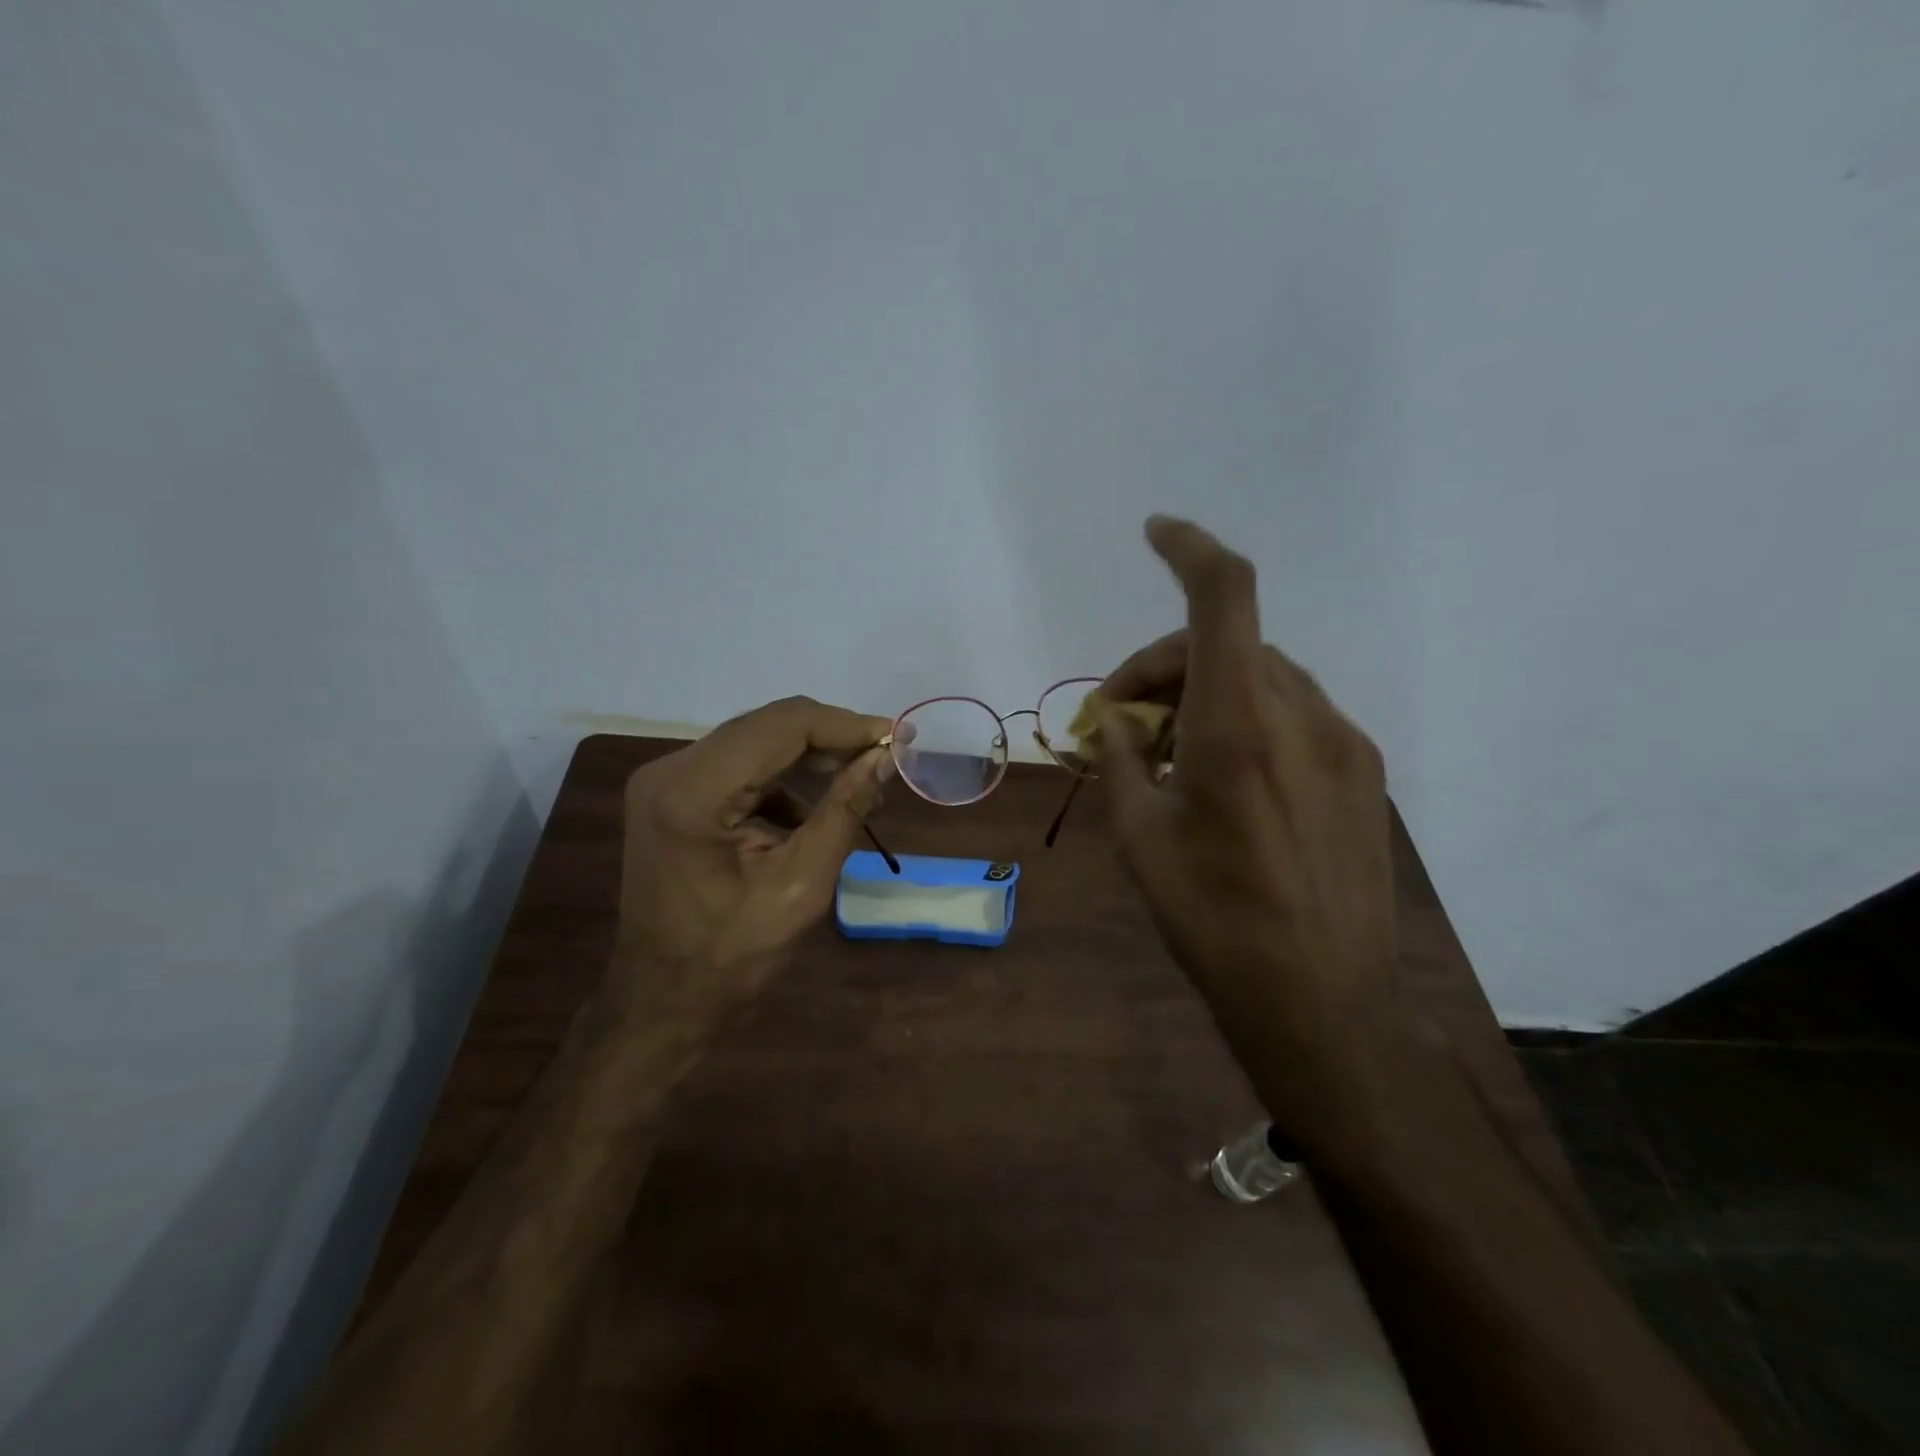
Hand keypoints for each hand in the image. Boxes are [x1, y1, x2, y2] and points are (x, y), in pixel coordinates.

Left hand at [613, 696, 892, 1025]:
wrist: (661, 1002)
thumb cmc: (731, 958)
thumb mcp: (801, 885)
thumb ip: (844, 811)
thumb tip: (885, 756)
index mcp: (693, 791)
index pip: (783, 726)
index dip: (846, 726)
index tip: (897, 738)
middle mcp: (670, 769)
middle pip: (767, 727)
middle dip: (832, 739)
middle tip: (885, 759)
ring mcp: (665, 780)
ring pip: (756, 742)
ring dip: (810, 759)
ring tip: (858, 787)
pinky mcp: (672, 795)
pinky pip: (740, 767)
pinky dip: (782, 781)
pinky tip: (812, 812)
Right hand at [1094, 517, 1399, 1125]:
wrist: (1320, 1001)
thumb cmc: (1212, 920)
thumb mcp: (1139, 838)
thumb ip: (1121, 760)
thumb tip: (1114, 719)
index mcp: (1239, 727)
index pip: (1225, 598)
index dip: (1190, 549)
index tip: (1156, 532)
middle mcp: (1303, 718)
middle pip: (1230, 644)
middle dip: (1165, 665)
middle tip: (1120, 719)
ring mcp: (1344, 745)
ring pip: (1263, 678)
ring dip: (1207, 692)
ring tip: (1169, 756)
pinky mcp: (1365, 774)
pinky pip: (1295, 715)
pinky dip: (1247, 718)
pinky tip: (1226, 778)